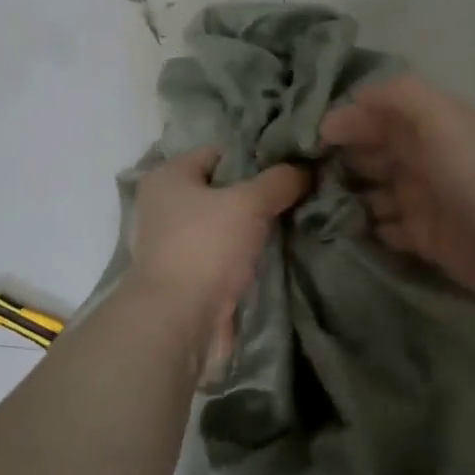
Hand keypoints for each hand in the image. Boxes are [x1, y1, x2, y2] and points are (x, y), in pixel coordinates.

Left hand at [128, 146, 309, 373]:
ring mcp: (177, 243)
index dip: (256, 157)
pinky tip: (281, 251)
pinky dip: (249, 254)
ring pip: (228, 224)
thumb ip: (280, 181)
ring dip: (257, 227)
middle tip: (301, 194)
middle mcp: (167, 205)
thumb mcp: (249, 203)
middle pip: (225, 189)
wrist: (178, 322)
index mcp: (169, 176)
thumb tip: (307, 169)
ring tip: (299, 221)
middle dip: (261, 194)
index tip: (293, 165)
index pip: (220, 152)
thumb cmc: (206, 247)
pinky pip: (227, 254)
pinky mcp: (190, 275)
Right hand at [321, 74, 474, 311]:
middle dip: (337, 160)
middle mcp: (423, 158)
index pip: (375, 116)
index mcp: (427, 126)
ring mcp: (424, 200)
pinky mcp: (426, 239)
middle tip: (298, 175)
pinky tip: (340, 229)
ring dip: (346, 196)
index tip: (306, 140)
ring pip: (372, 193)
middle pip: (370, 153)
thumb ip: (397, 96)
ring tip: (311, 205)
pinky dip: (366, 228)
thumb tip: (347, 104)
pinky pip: (385, 230)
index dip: (343, 122)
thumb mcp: (440, 116)